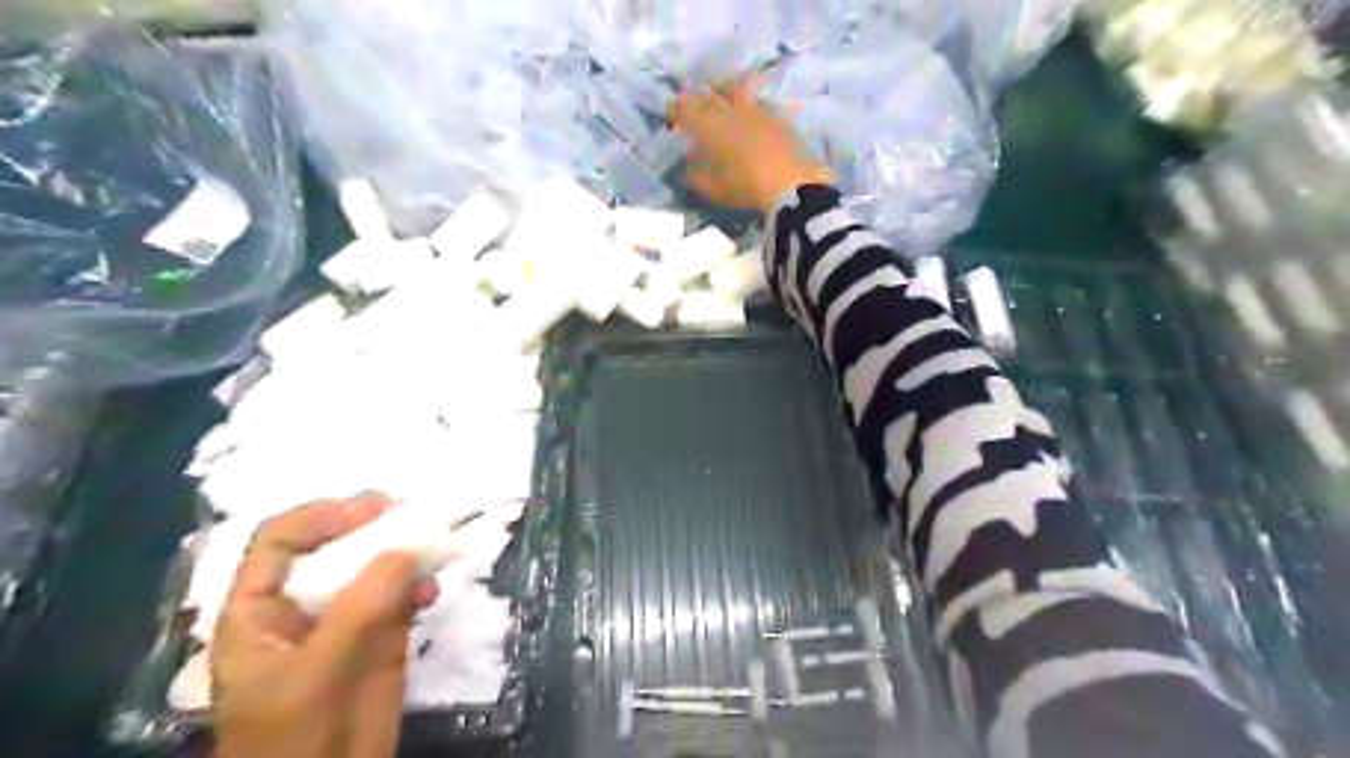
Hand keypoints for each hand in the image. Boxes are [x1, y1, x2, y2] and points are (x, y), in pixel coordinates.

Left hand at [211, 496, 437, 756]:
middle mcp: (303, 604)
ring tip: (432, 548)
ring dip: (405, 552)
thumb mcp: (315, 673)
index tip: (372, 509)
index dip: (321, 517)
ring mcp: (346, 618)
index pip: (279, 542)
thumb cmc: (291, 740)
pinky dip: (421, 583)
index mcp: (259, 610)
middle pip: (334, 545)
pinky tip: (432, 591)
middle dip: (372, 526)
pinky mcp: (383, 634)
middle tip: (411, 515)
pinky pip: (404, 593)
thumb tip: (407, 549)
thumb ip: (358, 608)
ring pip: (375, 566)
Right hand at [665, 78, 835, 214]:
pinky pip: (761, 106)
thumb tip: (688, 168)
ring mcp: (759, 110)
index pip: (684, 106)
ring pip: (739, 90)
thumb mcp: (712, 189)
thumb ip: (696, 176)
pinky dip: (753, 112)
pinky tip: (755, 126)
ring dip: (729, 95)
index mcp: (710, 124)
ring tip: (728, 109)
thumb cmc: (744, 188)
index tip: (673, 121)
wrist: (792, 186)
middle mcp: (732, 109)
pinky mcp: (781, 118)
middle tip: (698, 109)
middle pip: (711, 92)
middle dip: (700, 98)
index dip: (675, 111)